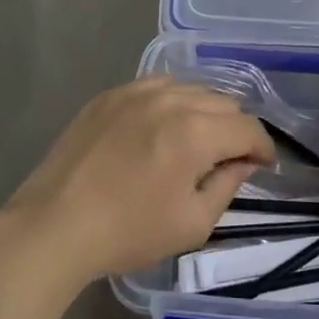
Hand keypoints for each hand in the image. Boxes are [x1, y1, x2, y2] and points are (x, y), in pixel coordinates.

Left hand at [4, 79, 275, 282]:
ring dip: (203, 113)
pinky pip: (156, 86)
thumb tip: (243, 162)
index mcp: (195, 132)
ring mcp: (137, 91)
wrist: (55, 224)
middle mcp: (171, 99)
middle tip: (227, 159)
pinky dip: (170, 103)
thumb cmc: (128, 231)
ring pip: (191, 89)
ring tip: (194, 141)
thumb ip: (228, 185)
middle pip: (223, 102)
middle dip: (234, 129)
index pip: (248, 127)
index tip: (262, 166)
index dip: (263, 147)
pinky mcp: (111, 94)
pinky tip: (159, 128)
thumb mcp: (192, 223)